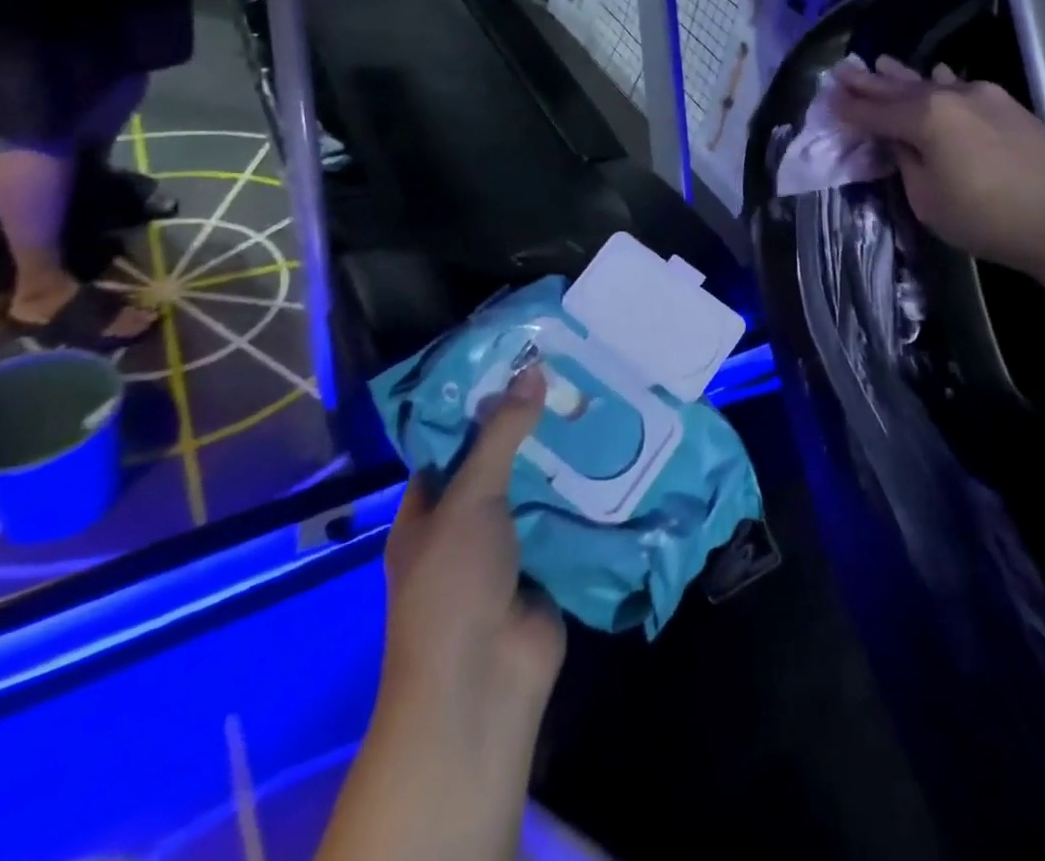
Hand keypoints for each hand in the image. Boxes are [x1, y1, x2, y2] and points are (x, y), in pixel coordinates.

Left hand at [379, 364, 563, 761]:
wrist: (483, 683)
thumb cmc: (453, 584)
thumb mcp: (469, 499)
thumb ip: (501, 435)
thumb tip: (532, 371)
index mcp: (430, 508)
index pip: (453, 441)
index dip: (482, 402)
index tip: (519, 362)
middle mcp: (466, 523)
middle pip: (501, 462)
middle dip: (532, 425)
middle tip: (571, 374)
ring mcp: (508, 545)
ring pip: (537, 488)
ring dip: (563, 457)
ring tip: (598, 401)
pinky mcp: (547, 563)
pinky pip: (566, 518)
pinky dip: (586, 493)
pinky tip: (615, 453)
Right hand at [830, 57, 1044, 273]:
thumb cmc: (989, 217)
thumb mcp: (929, 201)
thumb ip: (908, 164)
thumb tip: (902, 143)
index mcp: (925, 118)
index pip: (876, 113)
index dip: (850, 108)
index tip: (828, 98)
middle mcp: (951, 96)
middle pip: (900, 89)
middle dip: (870, 82)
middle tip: (843, 70)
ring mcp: (983, 96)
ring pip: (932, 82)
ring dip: (904, 76)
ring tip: (881, 62)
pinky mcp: (1008, 106)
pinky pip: (961, 86)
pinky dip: (941, 82)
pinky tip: (938, 73)